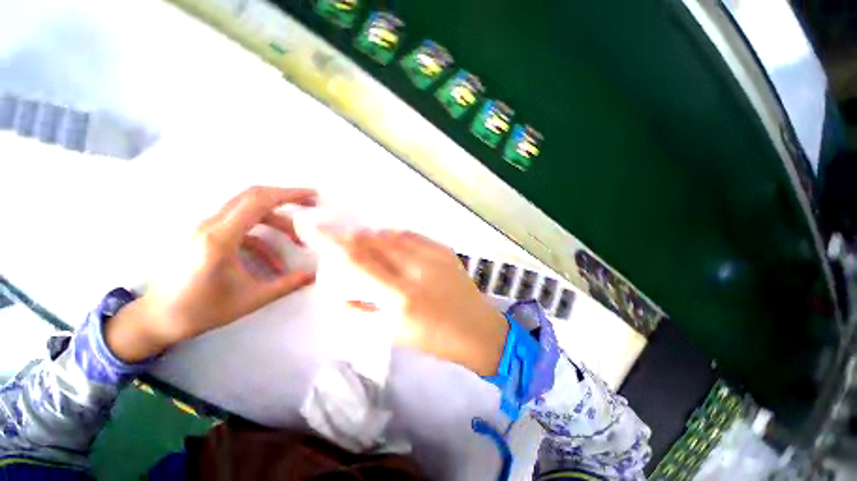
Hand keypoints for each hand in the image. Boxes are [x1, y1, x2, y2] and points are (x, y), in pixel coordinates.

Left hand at [106, 186, 316, 361]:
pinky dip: (264, 237)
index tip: (313, 196)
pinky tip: (274, 261)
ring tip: (298, 240)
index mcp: (220, 238)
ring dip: (277, 221)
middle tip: (311, 205)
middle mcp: (212, 226)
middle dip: (286, 198)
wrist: (157, 318)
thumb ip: (287, 285)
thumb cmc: (201, 310)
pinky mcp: (207, 235)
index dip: (289, 195)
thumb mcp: (250, 299)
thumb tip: (315, 276)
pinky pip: (242, 227)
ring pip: (249, 210)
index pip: (258, 201)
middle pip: (253, 197)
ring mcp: (207, 229)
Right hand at [332, 230, 508, 375]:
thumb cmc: (434, 338)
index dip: (334, 243)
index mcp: (401, 297)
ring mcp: (434, 255)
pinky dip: (395, 237)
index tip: (315, 230)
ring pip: (392, 235)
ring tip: (367, 245)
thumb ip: (362, 311)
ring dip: (374, 238)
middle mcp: (417, 269)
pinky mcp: (444, 250)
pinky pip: (411, 236)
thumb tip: (338, 293)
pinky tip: (392, 245)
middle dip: (354, 238)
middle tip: (343, 241)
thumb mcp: (393, 332)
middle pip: (375, 242)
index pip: (359, 261)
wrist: (478, 329)